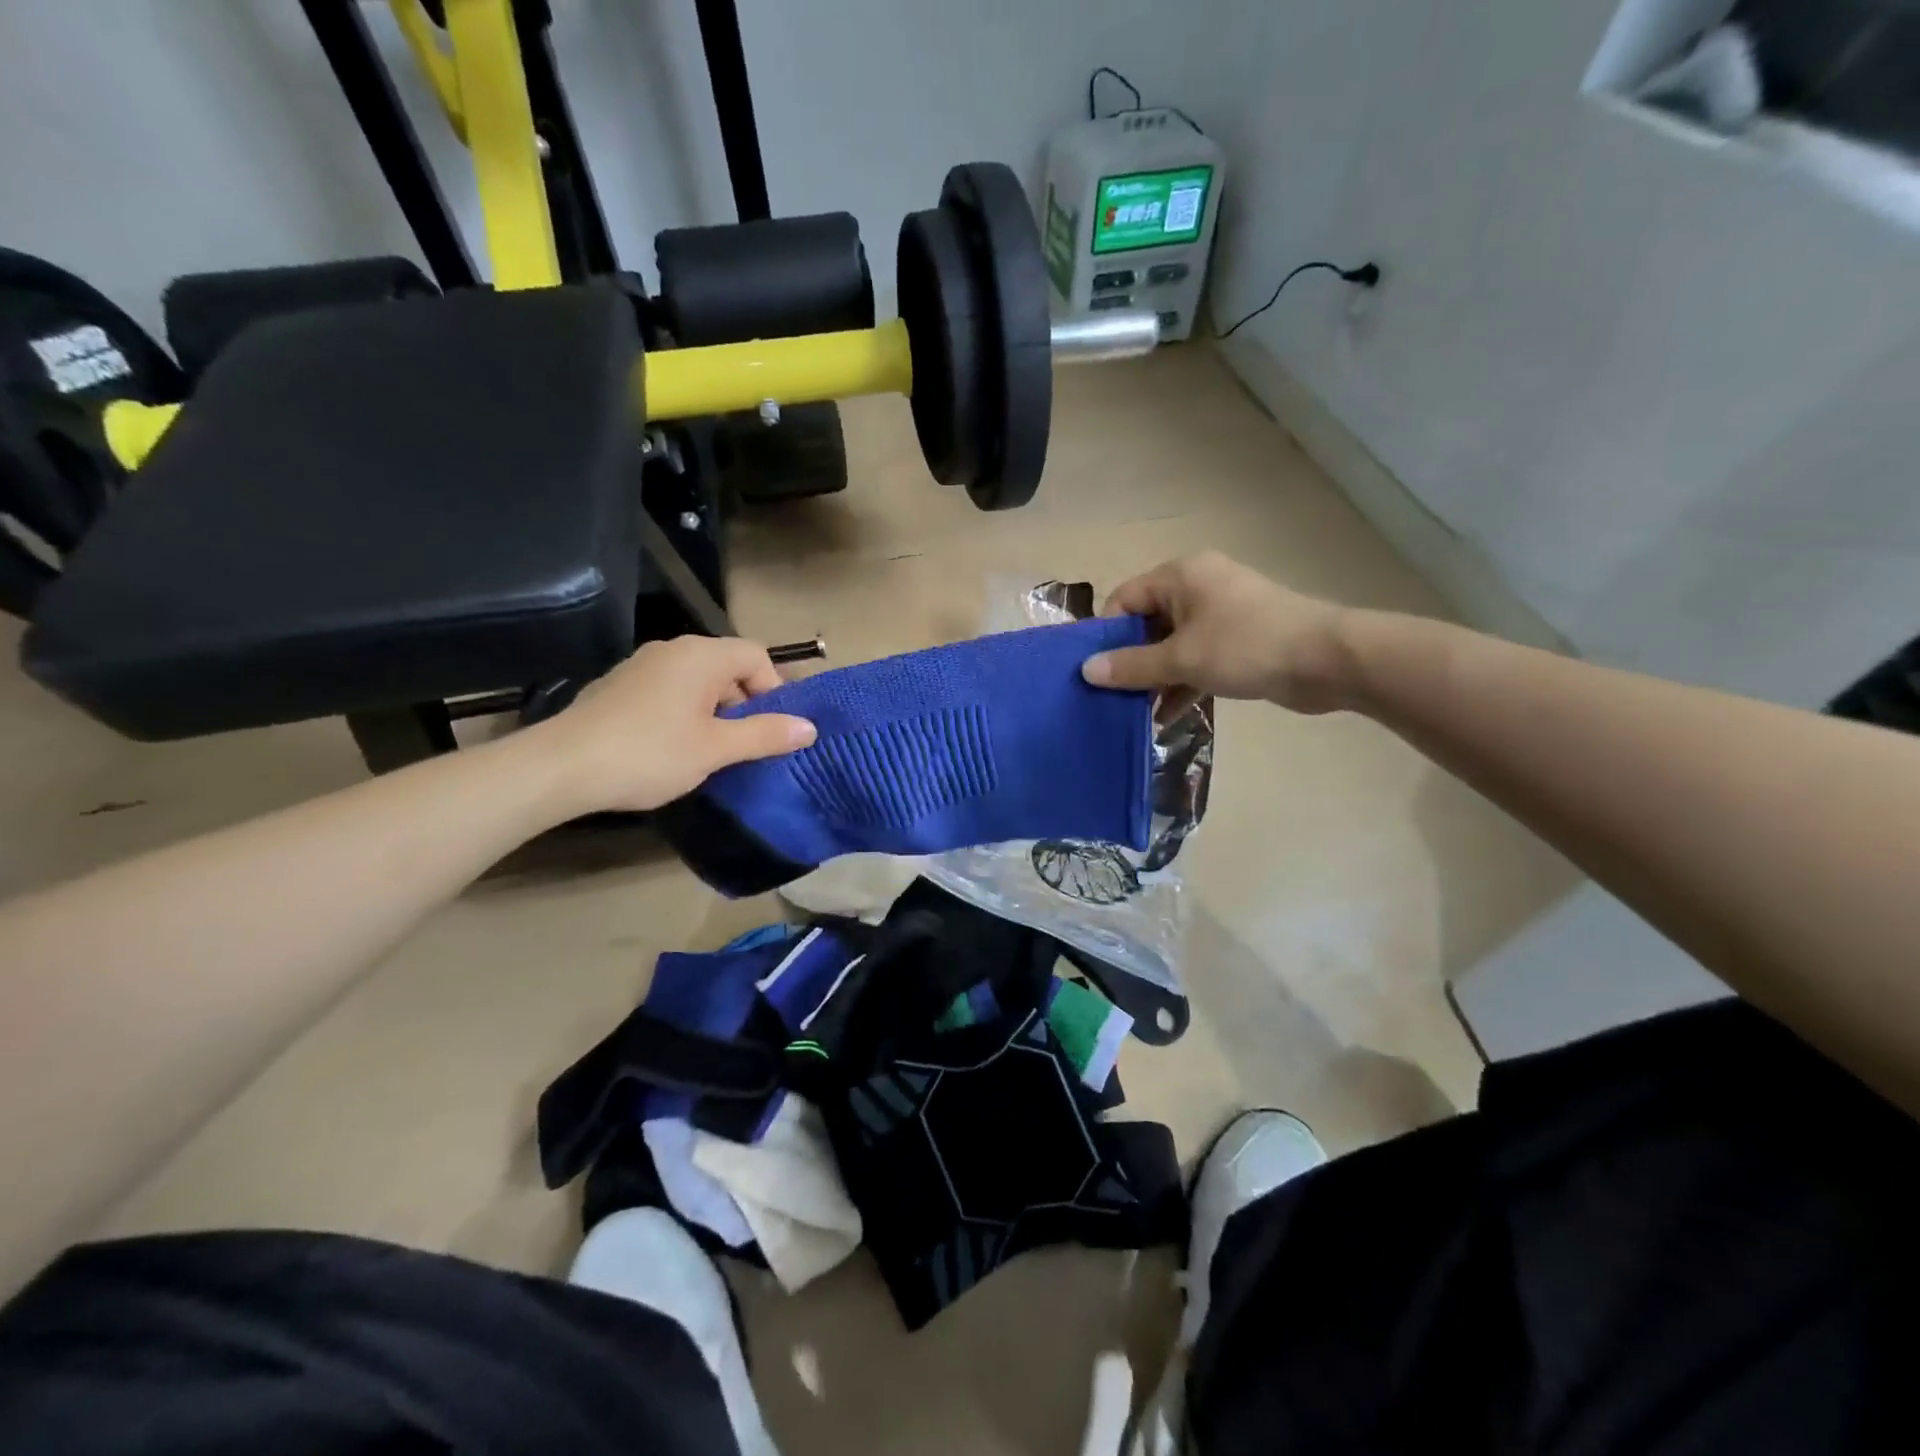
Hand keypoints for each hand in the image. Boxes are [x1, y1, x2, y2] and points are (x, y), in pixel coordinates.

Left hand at [531, 637, 815, 814]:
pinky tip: (672, 749)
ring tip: (712, 752)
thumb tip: (810, 727)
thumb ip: (766, 735)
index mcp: (701, 655)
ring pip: (697, 682)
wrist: (560, 767)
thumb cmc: (649, 753)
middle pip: (728, 667)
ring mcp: (641, 666)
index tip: (773, 730)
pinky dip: (684, 713)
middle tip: (745, 746)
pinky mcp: (618, 687)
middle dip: (746, 704)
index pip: (757, 656)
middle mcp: (673, 650)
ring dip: (715, 712)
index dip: (775, 690)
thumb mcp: (716, 748)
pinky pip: (668, 692)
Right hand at [1080, 551, 1353, 712]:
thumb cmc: (1246, 647)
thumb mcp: (1181, 658)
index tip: (1094, 672)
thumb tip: (1085, 671)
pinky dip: (1181, 684)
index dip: (1106, 634)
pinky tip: (1166, 718)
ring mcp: (1220, 614)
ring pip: (1172, 646)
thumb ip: (1131, 666)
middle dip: (1130, 662)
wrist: (1327, 660)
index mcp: (1181, 575)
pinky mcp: (1238, 641)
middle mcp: (1198, 587)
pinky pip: (1196, 659)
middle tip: (1110, 697)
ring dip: (1155, 679)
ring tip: (1134, 713)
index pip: (1124, 599)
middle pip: (1147, 623)